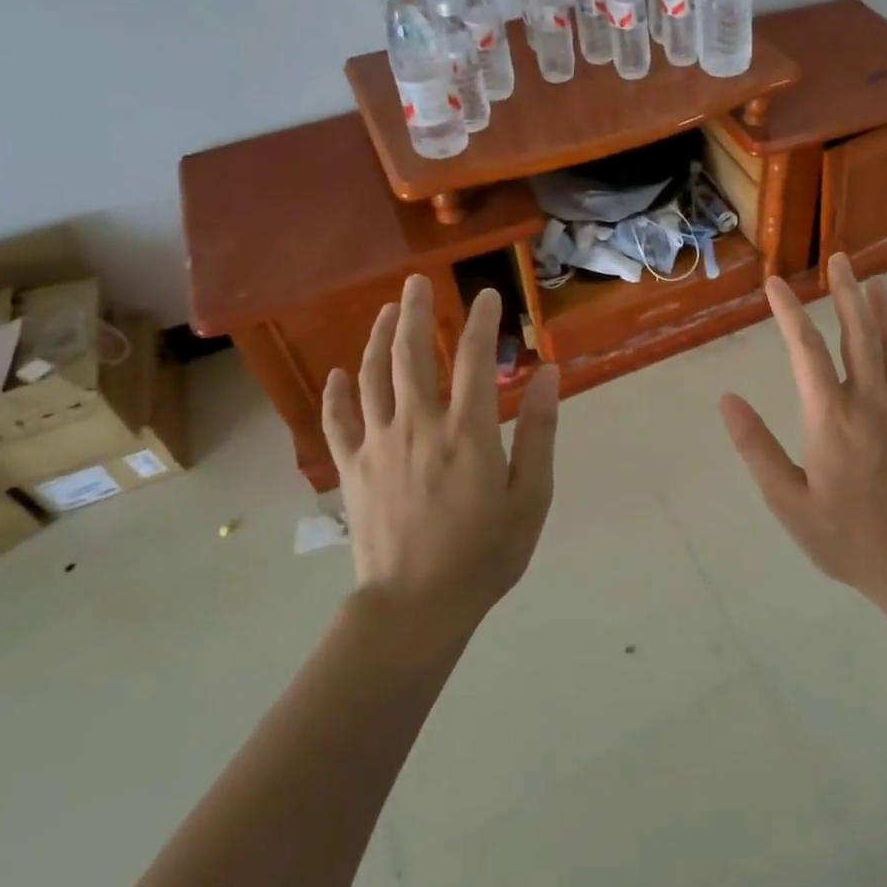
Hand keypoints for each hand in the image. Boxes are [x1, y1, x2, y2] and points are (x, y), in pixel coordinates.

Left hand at [322, 275, 559, 618]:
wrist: (415, 606)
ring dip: (377, 338)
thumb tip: (550, 374)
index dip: (481, 321)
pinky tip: (338, 373)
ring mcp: (379, 444)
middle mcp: (419, 425)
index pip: (473, 358)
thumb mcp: (531, 496)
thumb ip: (540, 430)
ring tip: (384, 310)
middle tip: (416, 281)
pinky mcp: (353, 468)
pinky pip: (338, 421)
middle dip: (414, 311)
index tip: (487, 295)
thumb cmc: (485, 553)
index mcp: (467, 431)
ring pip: (373, 377)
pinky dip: (337, 393)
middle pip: (411, 354)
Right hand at [720, 254, 886, 605]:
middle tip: (839, 258)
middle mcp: (870, 401)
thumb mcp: (788, 502)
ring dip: (883, 310)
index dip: (789, 313)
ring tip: (874, 280)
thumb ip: (756, 448)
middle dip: (845, 293)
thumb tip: (726, 400)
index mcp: (831, 417)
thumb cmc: (846, 538)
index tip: (775, 284)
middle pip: (857, 334)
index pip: (805, 350)